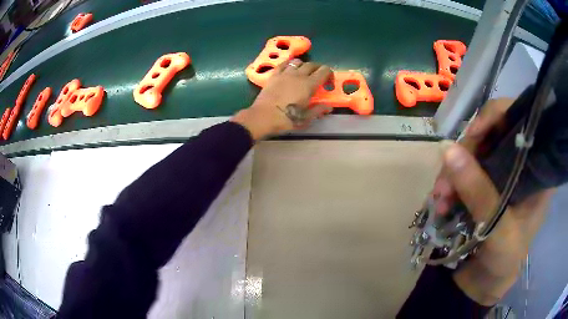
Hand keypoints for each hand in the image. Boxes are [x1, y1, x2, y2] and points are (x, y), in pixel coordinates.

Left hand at [231, 59, 332, 139]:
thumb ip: (318, 110)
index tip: (328, 83)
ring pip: (298, 62)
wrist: (263, 117)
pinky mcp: (274, 75)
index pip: (324, 71)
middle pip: (312, 64)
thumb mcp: (305, 118)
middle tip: (319, 78)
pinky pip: (284, 64)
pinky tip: (289, 70)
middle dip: (318, 69)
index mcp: (309, 84)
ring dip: (304, 65)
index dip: (329, 74)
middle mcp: (298, 75)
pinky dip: (289, 64)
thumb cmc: (286, 119)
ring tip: (304, 74)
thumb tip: (329, 107)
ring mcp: (285, 73)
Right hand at [431, 99, 554, 305]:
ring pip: (475, 152)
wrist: (487, 282)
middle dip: (467, 152)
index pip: (521, 122)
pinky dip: (451, 182)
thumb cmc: (504, 260)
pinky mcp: (484, 185)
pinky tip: (441, 200)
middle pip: (492, 135)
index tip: (474, 133)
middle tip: (447, 180)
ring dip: (453, 171)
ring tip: (439, 198)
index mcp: (536, 170)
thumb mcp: (498, 229)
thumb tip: (448, 150)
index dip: (497, 117)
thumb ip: (479, 193)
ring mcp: (500, 174)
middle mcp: (520, 164)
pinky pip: (464, 170)